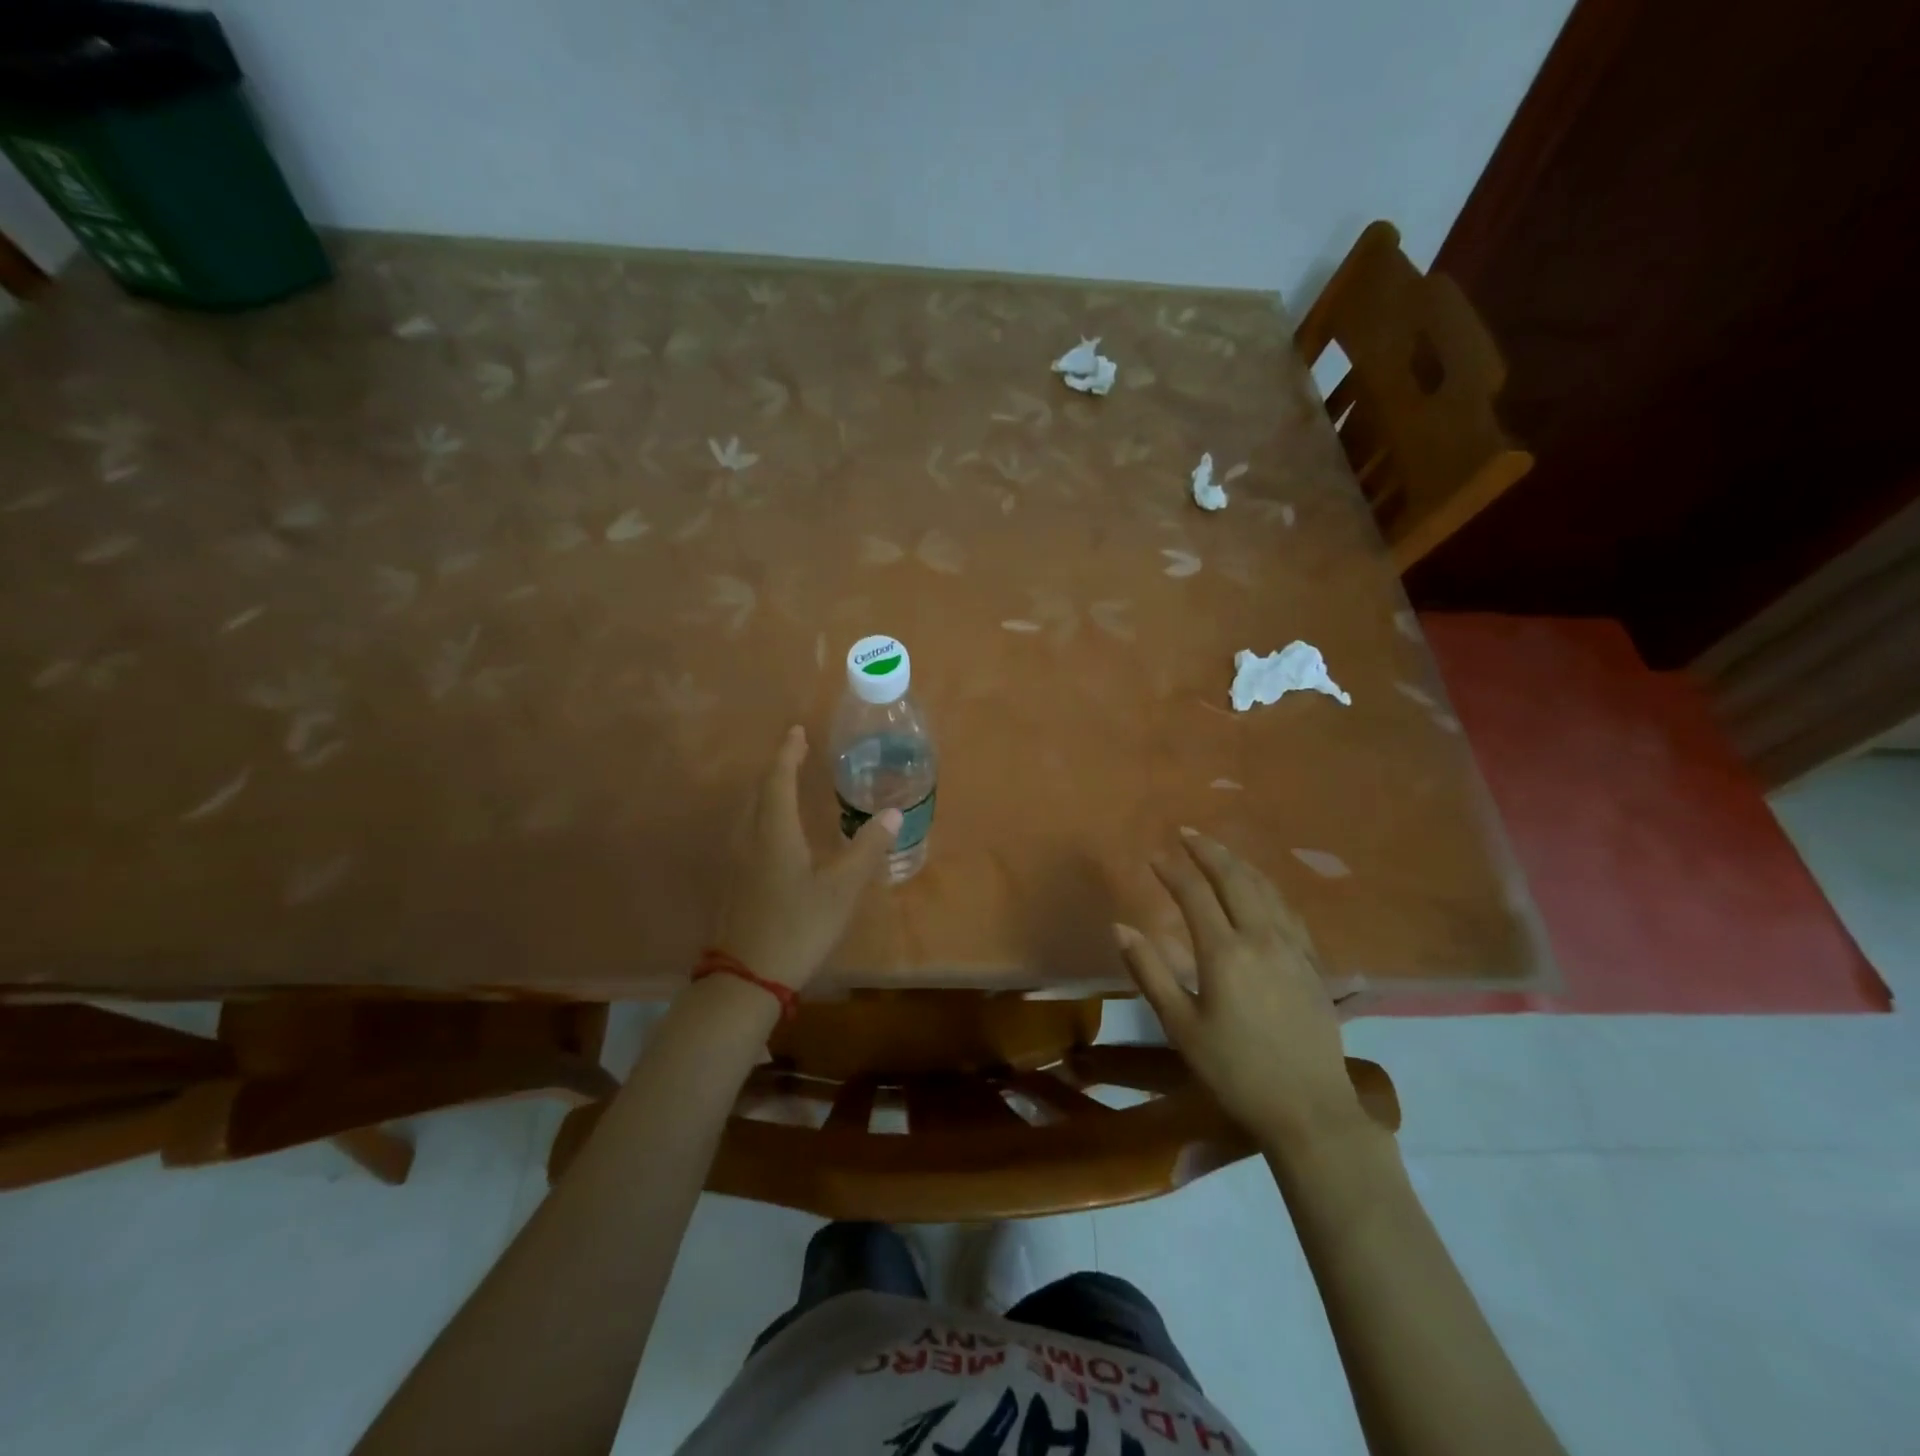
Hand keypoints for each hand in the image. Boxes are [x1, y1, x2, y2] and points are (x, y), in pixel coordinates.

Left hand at [709, 725, 900, 991]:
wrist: (746, 978)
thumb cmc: (797, 927)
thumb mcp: (841, 889)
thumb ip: (868, 849)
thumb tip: (894, 813)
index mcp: (774, 832)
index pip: (778, 779)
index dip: (788, 753)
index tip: (797, 730)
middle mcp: (749, 838)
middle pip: (759, 792)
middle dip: (778, 768)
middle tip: (797, 752)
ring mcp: (736, 862)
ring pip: (750, 812)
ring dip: (768, 791)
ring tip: (788, 785)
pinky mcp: (734, 882)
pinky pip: (748, 832)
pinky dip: (764, 815)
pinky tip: (776, 833)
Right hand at [1116, 828, 1363, 1148]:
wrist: (1310, 1110)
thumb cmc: (1235, 1071)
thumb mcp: (1181, 1026)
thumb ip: (1149, 972)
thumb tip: (1120, 928)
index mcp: (1225, 953)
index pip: (1195, 895)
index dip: (1173, 871)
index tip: (1154, 855)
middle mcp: (1262, 938)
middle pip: (1235, 879)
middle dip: (1209, 851)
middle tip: (1187, 832)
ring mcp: (1294, 949)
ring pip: (1266, 889)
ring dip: (1240, 863)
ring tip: (1219, 850)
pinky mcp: (1313, 964)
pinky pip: (1289, 910)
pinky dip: (1268, 888)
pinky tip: (1262, 889)